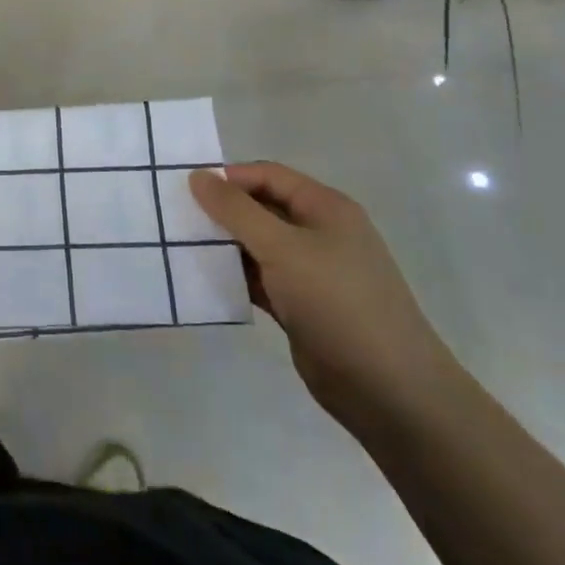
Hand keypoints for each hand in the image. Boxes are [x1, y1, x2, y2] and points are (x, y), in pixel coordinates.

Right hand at [190, 163, 463, 430]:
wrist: (388, 389)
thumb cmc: (337, 302)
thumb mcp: (282, 248)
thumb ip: (236, 211)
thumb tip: (198, 176)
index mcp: (325, 208)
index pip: (268, 175)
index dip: (229, 178)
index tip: (186, 189)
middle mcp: (319, 233)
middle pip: (261, 208)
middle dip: (222, 211)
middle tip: (176, 217)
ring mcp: (311, 272)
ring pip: (257, 246)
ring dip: (224, 245)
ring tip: (179, 246)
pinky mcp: (300, 306)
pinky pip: (260, 279)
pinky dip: (234, 277)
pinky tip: (202, 280)